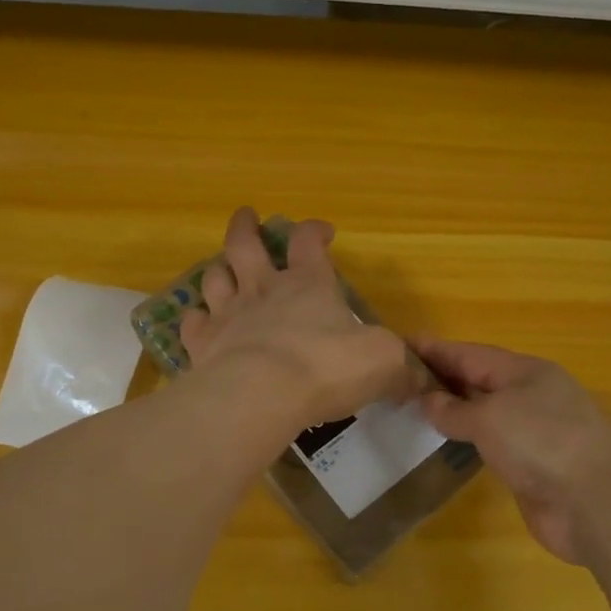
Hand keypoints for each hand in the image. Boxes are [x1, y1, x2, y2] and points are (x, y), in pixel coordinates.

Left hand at [180, 208, 412, 431]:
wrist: (262, 394)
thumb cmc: (327, 368)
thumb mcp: (383, 362)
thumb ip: (400, 366)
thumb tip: (418, 378)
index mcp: (309, 285)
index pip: (308, 242)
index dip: (314, 231)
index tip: (322, 230)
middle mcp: (264, 290)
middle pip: (245, 245)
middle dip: (246, 227)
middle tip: (247, 216)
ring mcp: (228, 315)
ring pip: (215, 278)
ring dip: (219, 269)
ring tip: (222, 268)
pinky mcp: (203, 345)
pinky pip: (193, 324)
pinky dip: (195, 320)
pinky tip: (199, 323)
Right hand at [414, 338, 610, 563]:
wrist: (595, 501)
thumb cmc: (541, 442)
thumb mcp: (490, 417)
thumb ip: (455, 409)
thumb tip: (428, 400)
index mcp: (525, 371)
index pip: (470, 354)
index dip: (435, 349)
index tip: (400, 344)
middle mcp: (530, 396)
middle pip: (478, 380)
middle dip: (442, 377)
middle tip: (399, 378)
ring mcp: (534, 432)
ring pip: (485, 413)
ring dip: (454, 409)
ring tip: (414, 408)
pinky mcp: (532, 466)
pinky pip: (491, 444)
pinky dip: (468, 440)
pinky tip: (446, 444)